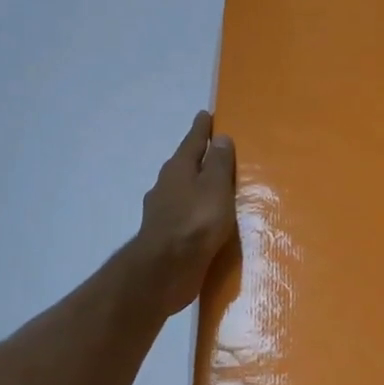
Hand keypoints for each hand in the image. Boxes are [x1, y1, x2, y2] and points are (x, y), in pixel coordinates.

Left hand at [134, 111, 238, 313]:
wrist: (166, 270)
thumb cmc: (195, 221)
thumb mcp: (215, 186)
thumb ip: (218, 162)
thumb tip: (219, 137)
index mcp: (178, 168)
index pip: (193, 141)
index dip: (201, 128)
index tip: (206, 115)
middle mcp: (166, 186)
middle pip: (186, 165)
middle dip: (200, 158)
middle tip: (217, 151)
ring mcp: (163, 212)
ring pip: (184, 191)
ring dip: (198, 187)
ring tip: (218, 189)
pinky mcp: (167, 236)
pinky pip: (186, 215)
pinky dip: (197, 212)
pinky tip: (208, 221)